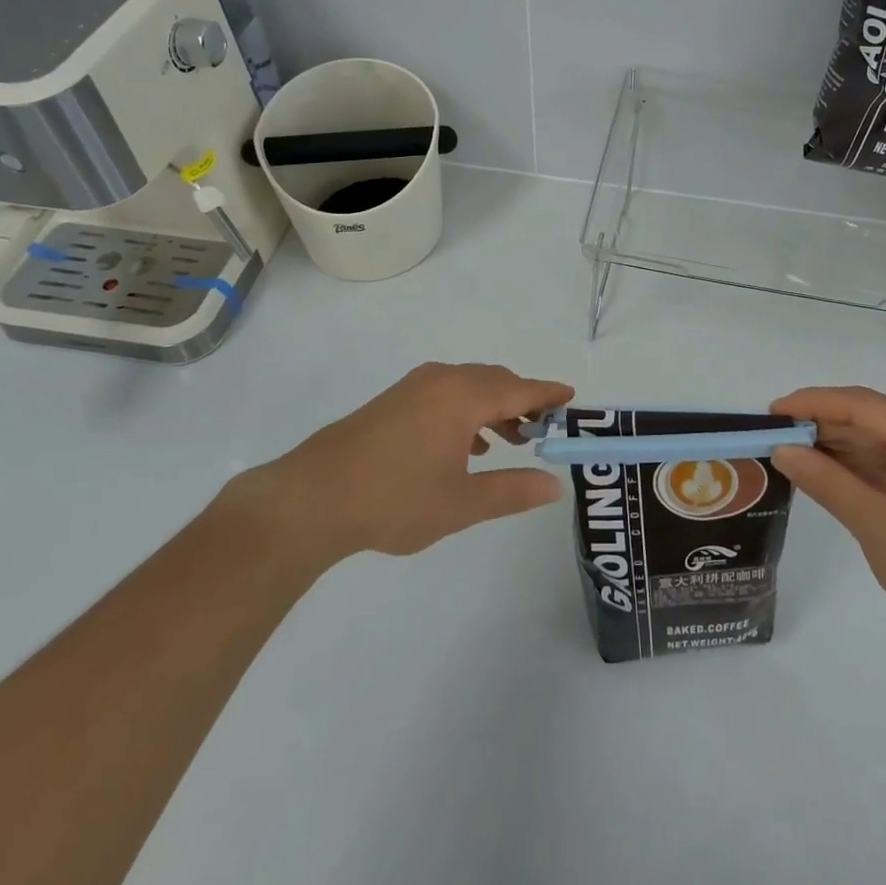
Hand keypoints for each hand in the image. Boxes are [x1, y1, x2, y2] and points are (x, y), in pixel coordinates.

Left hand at [238, 363, 571, 562]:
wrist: (312, 498)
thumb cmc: (394, 500)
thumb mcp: (461, 504)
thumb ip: (512, 491)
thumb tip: (554, 485)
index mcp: (462, 396)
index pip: (520, 389)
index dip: (548, 394)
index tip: (573, 399)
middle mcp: (441, 380)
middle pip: (495, 381)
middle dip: (523, 402)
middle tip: (545, 430)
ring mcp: (414, 387)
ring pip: (469, 387)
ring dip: (494, 407)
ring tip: (512, 441)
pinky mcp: (395, 400)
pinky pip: (446, 394)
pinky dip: (468, 411)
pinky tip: (467, 446)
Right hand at [769, 386, 885, 642]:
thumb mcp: (875, 524)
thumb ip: (825, 481)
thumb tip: (781, 450)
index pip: (860, 404)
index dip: (812, 403)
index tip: (771, 411)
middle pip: (866, 417)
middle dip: (818, 424)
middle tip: (771, 433)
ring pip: (873, 439)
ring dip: (832, 444)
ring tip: (786, 449)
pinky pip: (884, 461)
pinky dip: (851, 464)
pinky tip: (820, 468)